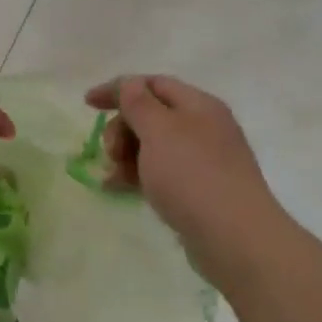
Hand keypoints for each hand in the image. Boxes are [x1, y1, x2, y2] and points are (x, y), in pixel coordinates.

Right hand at [85, 75, 285, 280]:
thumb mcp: (160, 131)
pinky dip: (137, 176)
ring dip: (126, 155)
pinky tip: (118, 189)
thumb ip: (139, 104)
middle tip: (111, 153)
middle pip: (151, 115)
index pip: (153, 84)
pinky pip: (160, 173)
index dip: (118, 89)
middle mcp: (203, 127)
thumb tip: (130, 84)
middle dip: (122, 128)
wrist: (234, 237)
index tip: (87, 104)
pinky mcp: (198, 190)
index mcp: (198, 105)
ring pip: (153, 146)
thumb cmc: (192, 175)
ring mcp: (202, 160)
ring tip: (113, 177)